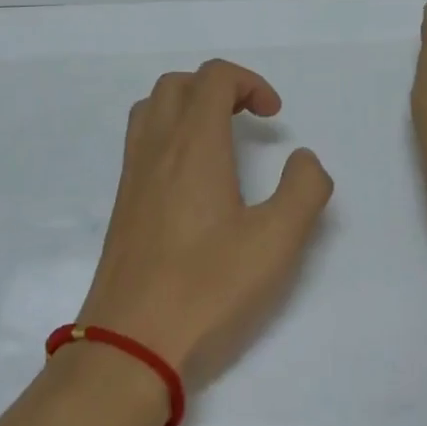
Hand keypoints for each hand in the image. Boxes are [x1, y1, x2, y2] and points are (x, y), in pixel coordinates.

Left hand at [78, 60, 333, 392]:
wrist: (128, 349)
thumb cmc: (207, 290)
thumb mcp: (277, 242)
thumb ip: (303, 189)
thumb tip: (304, 159)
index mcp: (193, 144)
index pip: (214, 77)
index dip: (250, 82)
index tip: (274, 118)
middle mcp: (157, 147)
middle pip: (179, 83)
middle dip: (219, 87)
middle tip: (248, 120)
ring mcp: (133, 175)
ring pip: (152, 108)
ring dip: (188, 105)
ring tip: (220, 139)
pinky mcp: (122, 204)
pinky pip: (141, 140)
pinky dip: (168, 133)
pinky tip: (192, 178)